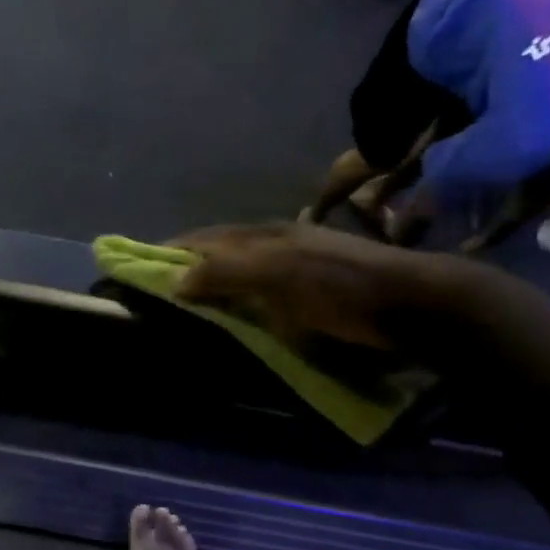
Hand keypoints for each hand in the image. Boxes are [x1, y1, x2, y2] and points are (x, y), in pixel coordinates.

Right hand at [172, 221, 481, 353]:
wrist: (415, 304)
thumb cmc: (340, 287)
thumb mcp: (279, 274)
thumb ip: (226, 271)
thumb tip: (173, 280)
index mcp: (262, 234)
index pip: (202, 238)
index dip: (168, 251)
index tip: (135, 268)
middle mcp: (274, 244)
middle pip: (217, 251)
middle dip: (185, 267)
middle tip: (155, 293)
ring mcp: (294, 265)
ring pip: (238, 270)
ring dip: (211, 284)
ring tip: (188, 307)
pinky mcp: (310, 290)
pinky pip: (259, 290)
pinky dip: (237, 299)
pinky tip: (236, 314)